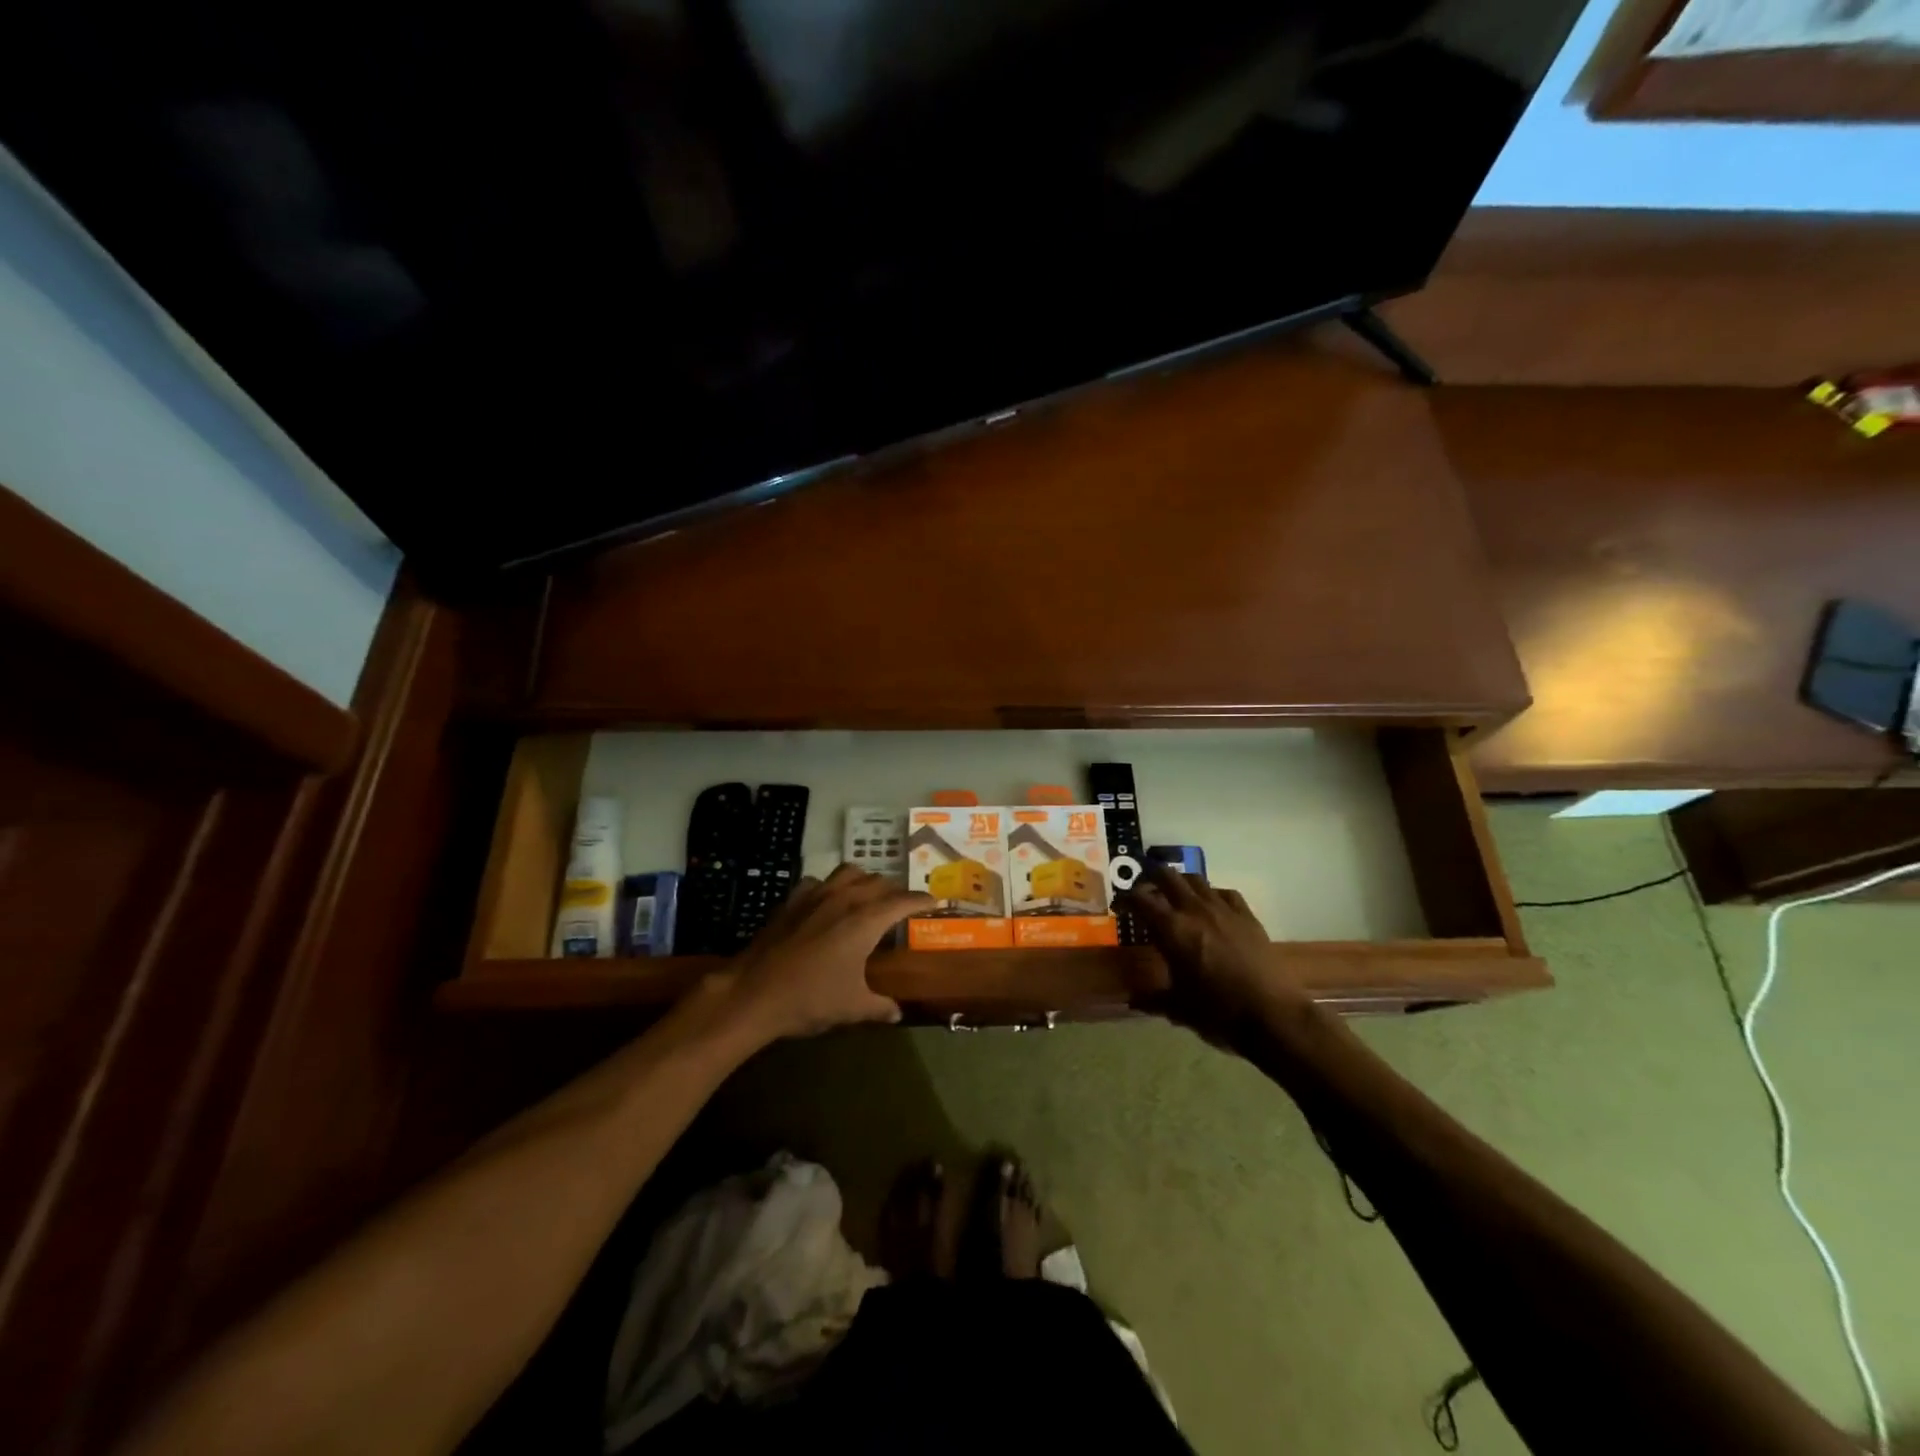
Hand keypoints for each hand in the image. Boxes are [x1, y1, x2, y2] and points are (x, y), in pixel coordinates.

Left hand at [721, 864, 932, 1041]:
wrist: (753, 992)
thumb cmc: (810, 999)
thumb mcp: (852, 1007)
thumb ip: (879, 1007)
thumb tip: (897, 1012)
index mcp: (866, 920)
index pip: (904, 900)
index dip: (921, 900)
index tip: (933, 902)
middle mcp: (845, 898)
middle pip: (879, 881)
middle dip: (895, 890)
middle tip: (902, 906)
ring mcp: (816, 895)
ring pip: (850, 872)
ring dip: (865, 880)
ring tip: (869, 896)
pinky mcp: (792, 899)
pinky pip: (819, 882)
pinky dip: (831, 887)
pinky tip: (828, 903)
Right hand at [1122, 867, 1309, 1047]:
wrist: (1272, 1016)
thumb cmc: (1218, 1012)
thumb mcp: (1178, 1008)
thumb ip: (1153, 999)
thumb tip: (1133, 1001)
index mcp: (1171, 929)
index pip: (1141, 898)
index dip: (1126, 898)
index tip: (1121, 906)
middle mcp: (1194, 910)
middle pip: (1167, 876)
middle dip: (1151, 877)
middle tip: (1145, 889)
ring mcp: (1223, 909)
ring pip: (1196, 879)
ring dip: (1181, 882)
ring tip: (1175, 894)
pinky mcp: (1247, 916)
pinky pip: (1224, 893)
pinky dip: (1212, 894)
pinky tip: (1211, 906)